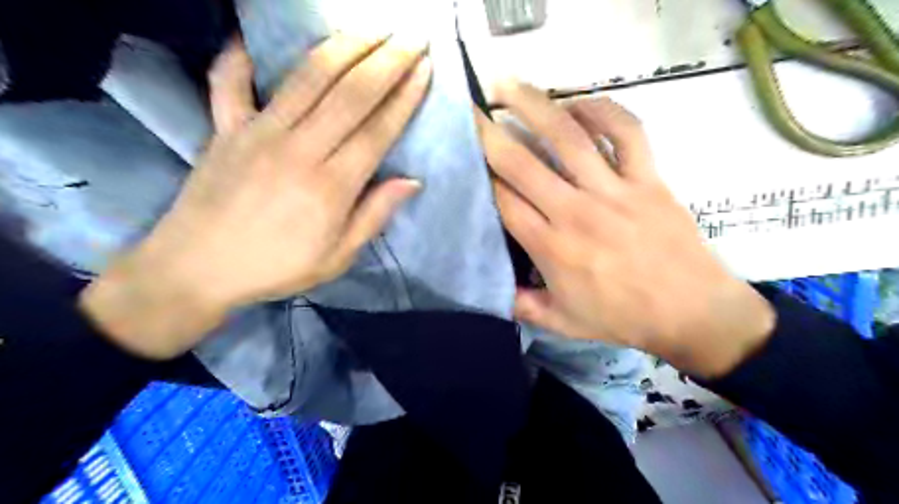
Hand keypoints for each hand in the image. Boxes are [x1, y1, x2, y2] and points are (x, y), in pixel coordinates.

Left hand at [80, 33, 430, 357]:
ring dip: (342, 47)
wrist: (197, 269)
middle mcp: (299, 149)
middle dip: (386, 61)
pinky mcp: (224, 128)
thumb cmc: (276, 267)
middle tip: (410, 38)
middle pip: (350, 94)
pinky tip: (254, 38)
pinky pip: (229, 82)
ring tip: (369, 29)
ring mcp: (258, 133)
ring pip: (307, 78)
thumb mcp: (337, 257)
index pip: (378, 130)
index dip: (405, 97)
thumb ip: (374, 216)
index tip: (424, 70)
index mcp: (331, 186)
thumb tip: (411, 182)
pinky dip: (240, 56)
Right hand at [473, 81, 775, 378]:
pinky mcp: (648, 179)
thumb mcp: (562, 323)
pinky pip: (627, 133)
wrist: (691, 311)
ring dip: (535, 106)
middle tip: (470, 111)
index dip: (481, 178)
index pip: (503, 201)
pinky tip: (578, 105)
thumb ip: (521, 307)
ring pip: (568, 138)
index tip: (467, 161)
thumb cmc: (622, 318)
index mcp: (551, 248)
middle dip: (489, 134)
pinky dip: (604, 111)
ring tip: (509, 86)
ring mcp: (614, 190)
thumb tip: (488, 290)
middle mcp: (575, 212)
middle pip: (522, 164)